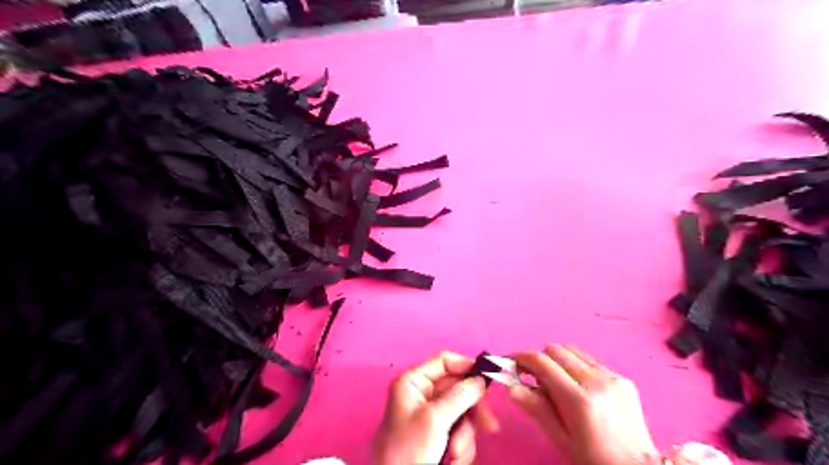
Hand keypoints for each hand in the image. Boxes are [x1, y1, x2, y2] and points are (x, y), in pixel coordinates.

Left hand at [375, 352, 496, 464]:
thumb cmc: (408, 450)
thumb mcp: (435, 419)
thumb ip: (460, 396)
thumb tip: (481, 380)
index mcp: (414, 382)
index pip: (444, 361)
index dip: (466, 367)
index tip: (487, 380)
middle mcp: (423, 394)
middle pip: (458, 389)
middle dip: (470, 413)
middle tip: (488, 426)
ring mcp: (431, 415)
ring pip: (462, 413)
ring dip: (465, 435)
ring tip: (455, 453)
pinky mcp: (437, 434)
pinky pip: (459, 431)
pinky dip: (461, 447)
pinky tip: (453, 461)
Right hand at [509, 343, 658, 464]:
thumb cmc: (594, 459)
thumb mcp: (560, 438)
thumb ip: (536, 408)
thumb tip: (511, 386)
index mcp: (579, 400)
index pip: (542, 362)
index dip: (521, 357)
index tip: (510, 362)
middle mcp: (596, 381)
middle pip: (555, 349)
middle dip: (539, 358)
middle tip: (531, 376)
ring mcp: (612, 376)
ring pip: (572, 350)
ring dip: (557, 359)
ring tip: (555, 381)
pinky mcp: (623, 377)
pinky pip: (589, 360)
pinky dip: (575, 366)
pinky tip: (577, 386)